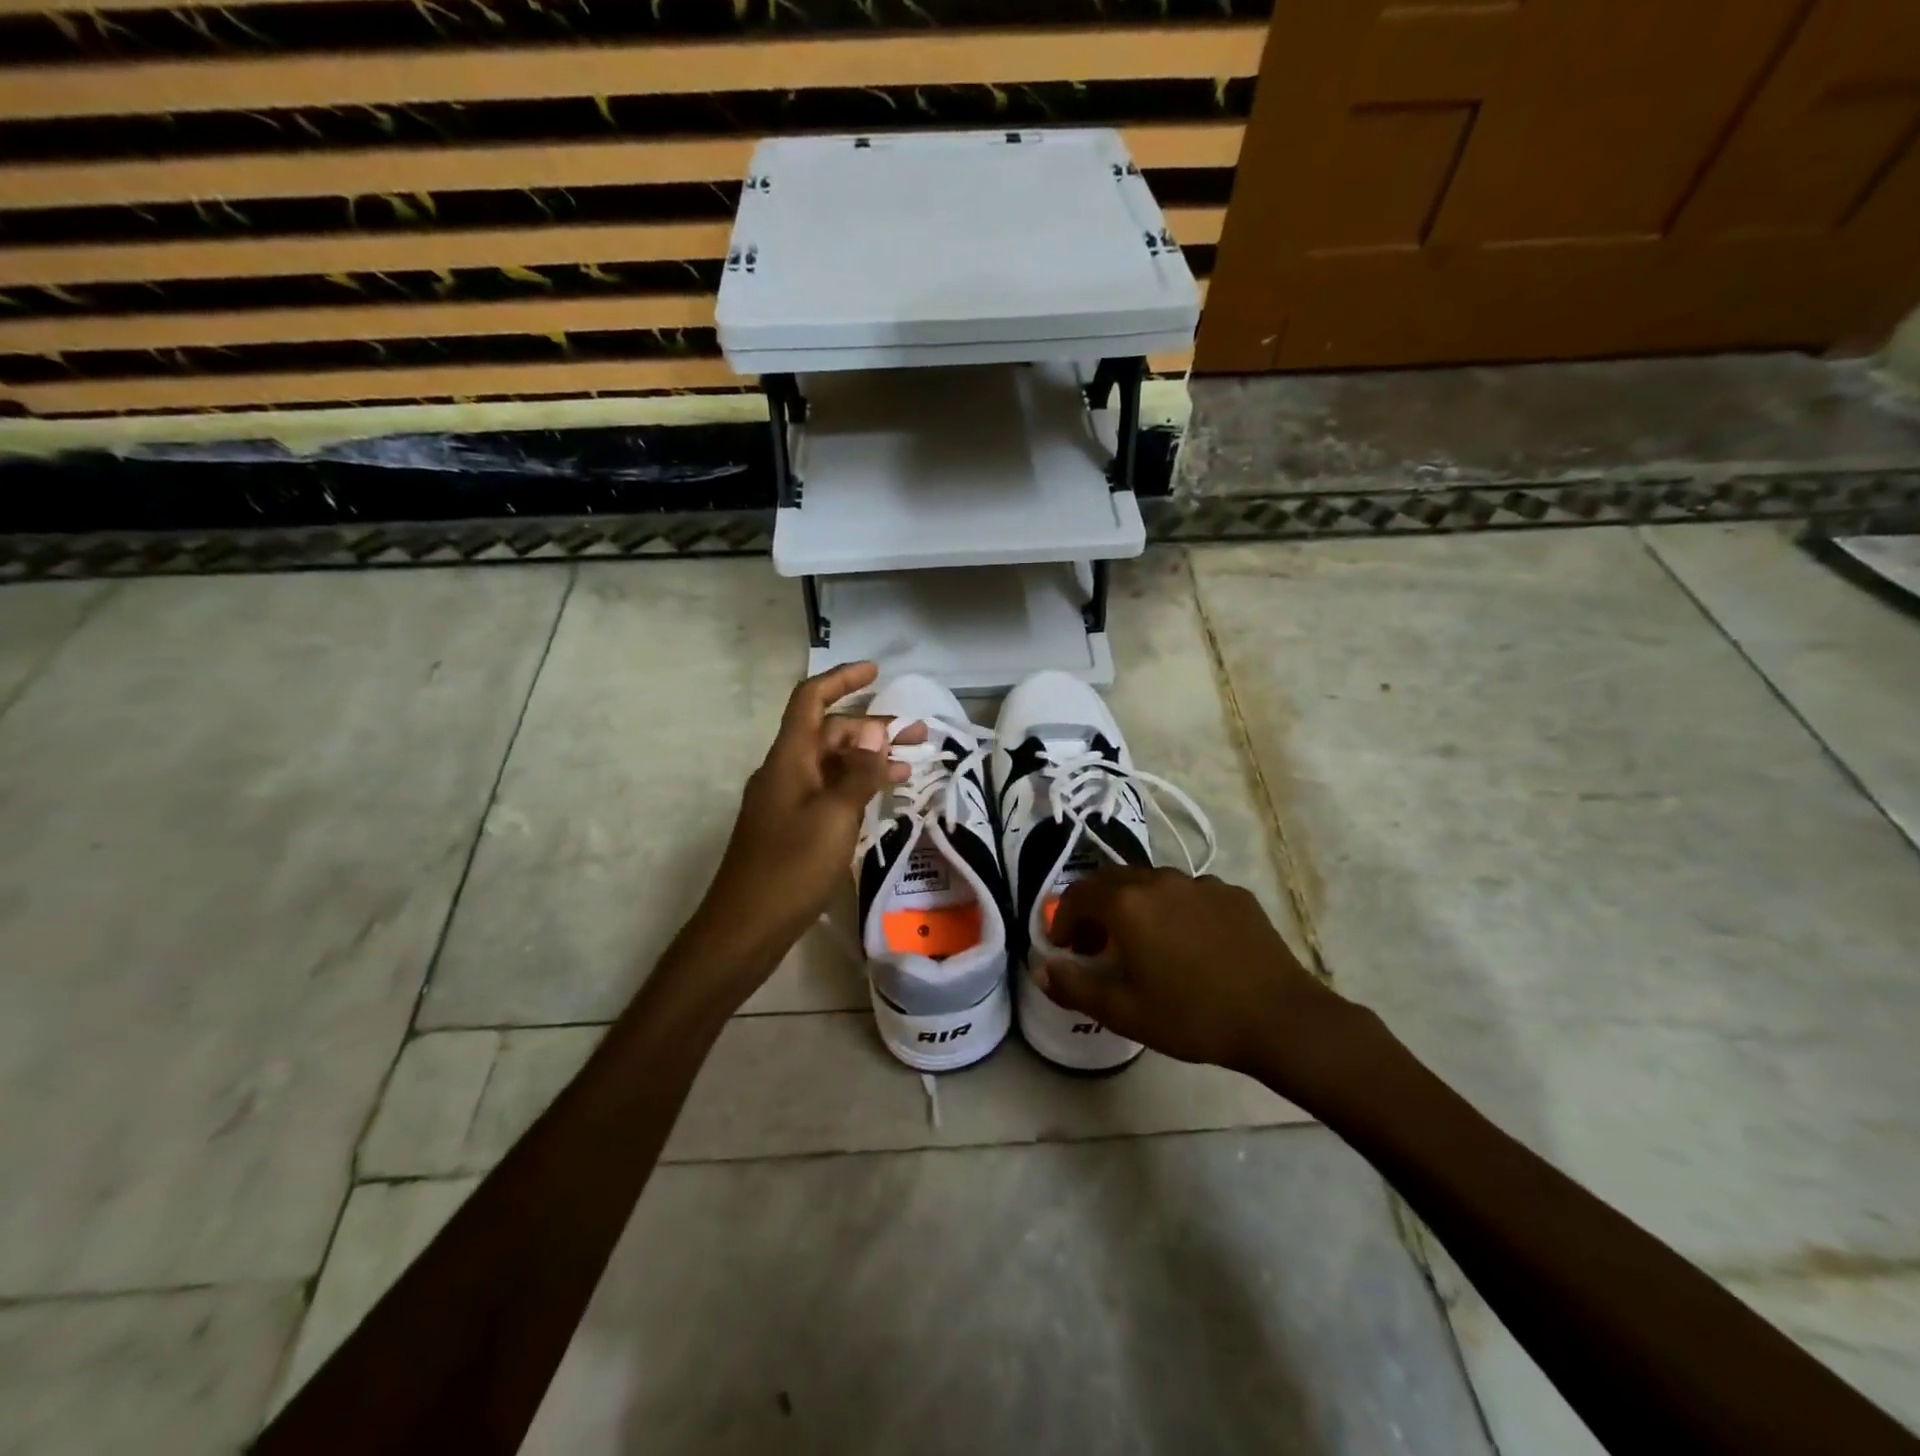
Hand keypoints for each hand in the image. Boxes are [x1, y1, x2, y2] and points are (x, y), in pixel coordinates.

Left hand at [685, 662, 918, 986]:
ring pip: (832, 766)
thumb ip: (859, 773)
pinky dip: (856, 788)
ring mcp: (787, 801)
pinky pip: (828, 793)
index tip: (876, 672)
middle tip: (918, 736)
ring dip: (868, 760)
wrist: (746, 927)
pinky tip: (883, 800)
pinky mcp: (793, 828)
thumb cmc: (791, 866)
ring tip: (911, 767)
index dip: (841, 679)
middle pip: (829, 733)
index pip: (811, 700)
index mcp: (789, 758)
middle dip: (872, 728)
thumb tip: (875, 736)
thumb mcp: (834, 815)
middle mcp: (786, 772)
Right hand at [1038, 867, 1368, 1100]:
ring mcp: (1200, 883)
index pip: (1078, 895)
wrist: (1280, 1018)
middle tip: (1095, 944)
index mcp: (1127, 903)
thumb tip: (1041, 968)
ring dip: (1134, 906)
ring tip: (1142, 943)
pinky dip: (1173, 910)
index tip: (1065, 947)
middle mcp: (1159, 880)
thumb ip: (1074, 986)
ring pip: (1152, 884)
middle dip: (1095, 908)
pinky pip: (1189, 894)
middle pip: (1112, 881)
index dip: (1063, 919)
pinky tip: (1188, 944)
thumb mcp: (1124, 1011)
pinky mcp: (1233, 894)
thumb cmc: (1193, 1016)